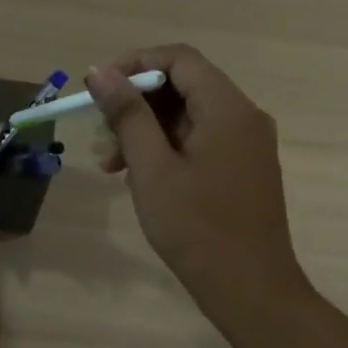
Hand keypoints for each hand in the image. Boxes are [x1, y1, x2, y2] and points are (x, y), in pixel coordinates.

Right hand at [88, 45, 308, 318]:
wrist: (249, 289)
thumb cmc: (196, 228)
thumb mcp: (152, 169)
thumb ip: (127, 115)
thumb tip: (99, 71)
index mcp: (227, 108)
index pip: (179, 59)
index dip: (135, 65)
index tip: (98, 90)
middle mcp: (244, 117)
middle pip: (184, 86)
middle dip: (137, 104)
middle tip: (103, 137)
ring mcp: (247, 145)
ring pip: (189, 117)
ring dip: (147, 131)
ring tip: (113, 167)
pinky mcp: (243, 169)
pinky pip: (201, 142)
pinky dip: (167, 150)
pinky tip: (141, 180)